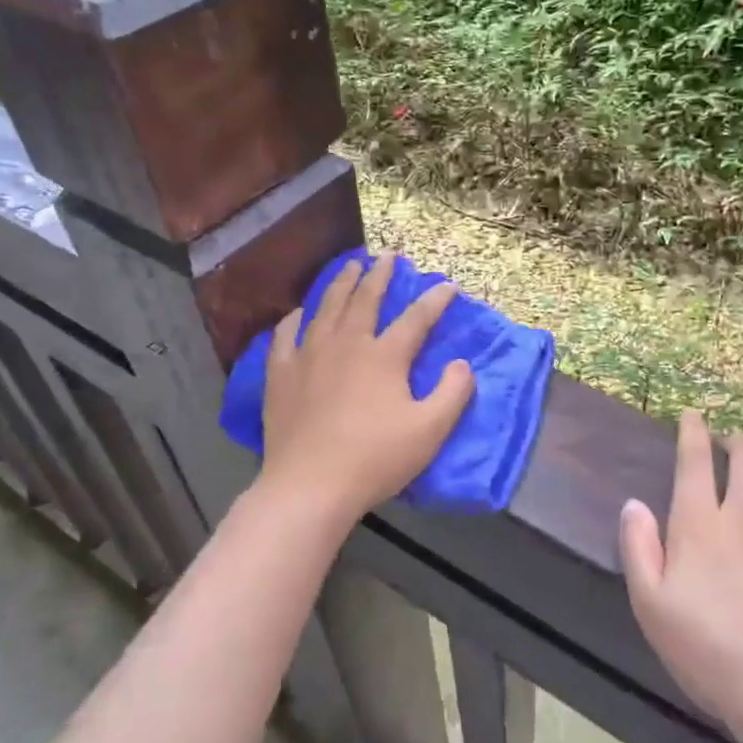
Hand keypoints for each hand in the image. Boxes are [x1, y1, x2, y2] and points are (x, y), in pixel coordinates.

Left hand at [259, 252, 475, 524]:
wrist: (310, 486)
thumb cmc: (375, 459)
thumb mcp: (430, 431)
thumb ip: (453, 393)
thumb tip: (461, 364)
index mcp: (384, 357)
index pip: (416, 319)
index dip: (435, 300)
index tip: (447, 285)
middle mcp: (346, 345)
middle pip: (365, 300)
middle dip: (380, 275)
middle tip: (388, 256)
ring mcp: (308, 356)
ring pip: (326, 308)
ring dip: (340, 284)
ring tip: (349, 266)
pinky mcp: (281, 374)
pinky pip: (285, 335)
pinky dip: (295, 319)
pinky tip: (299, 313)